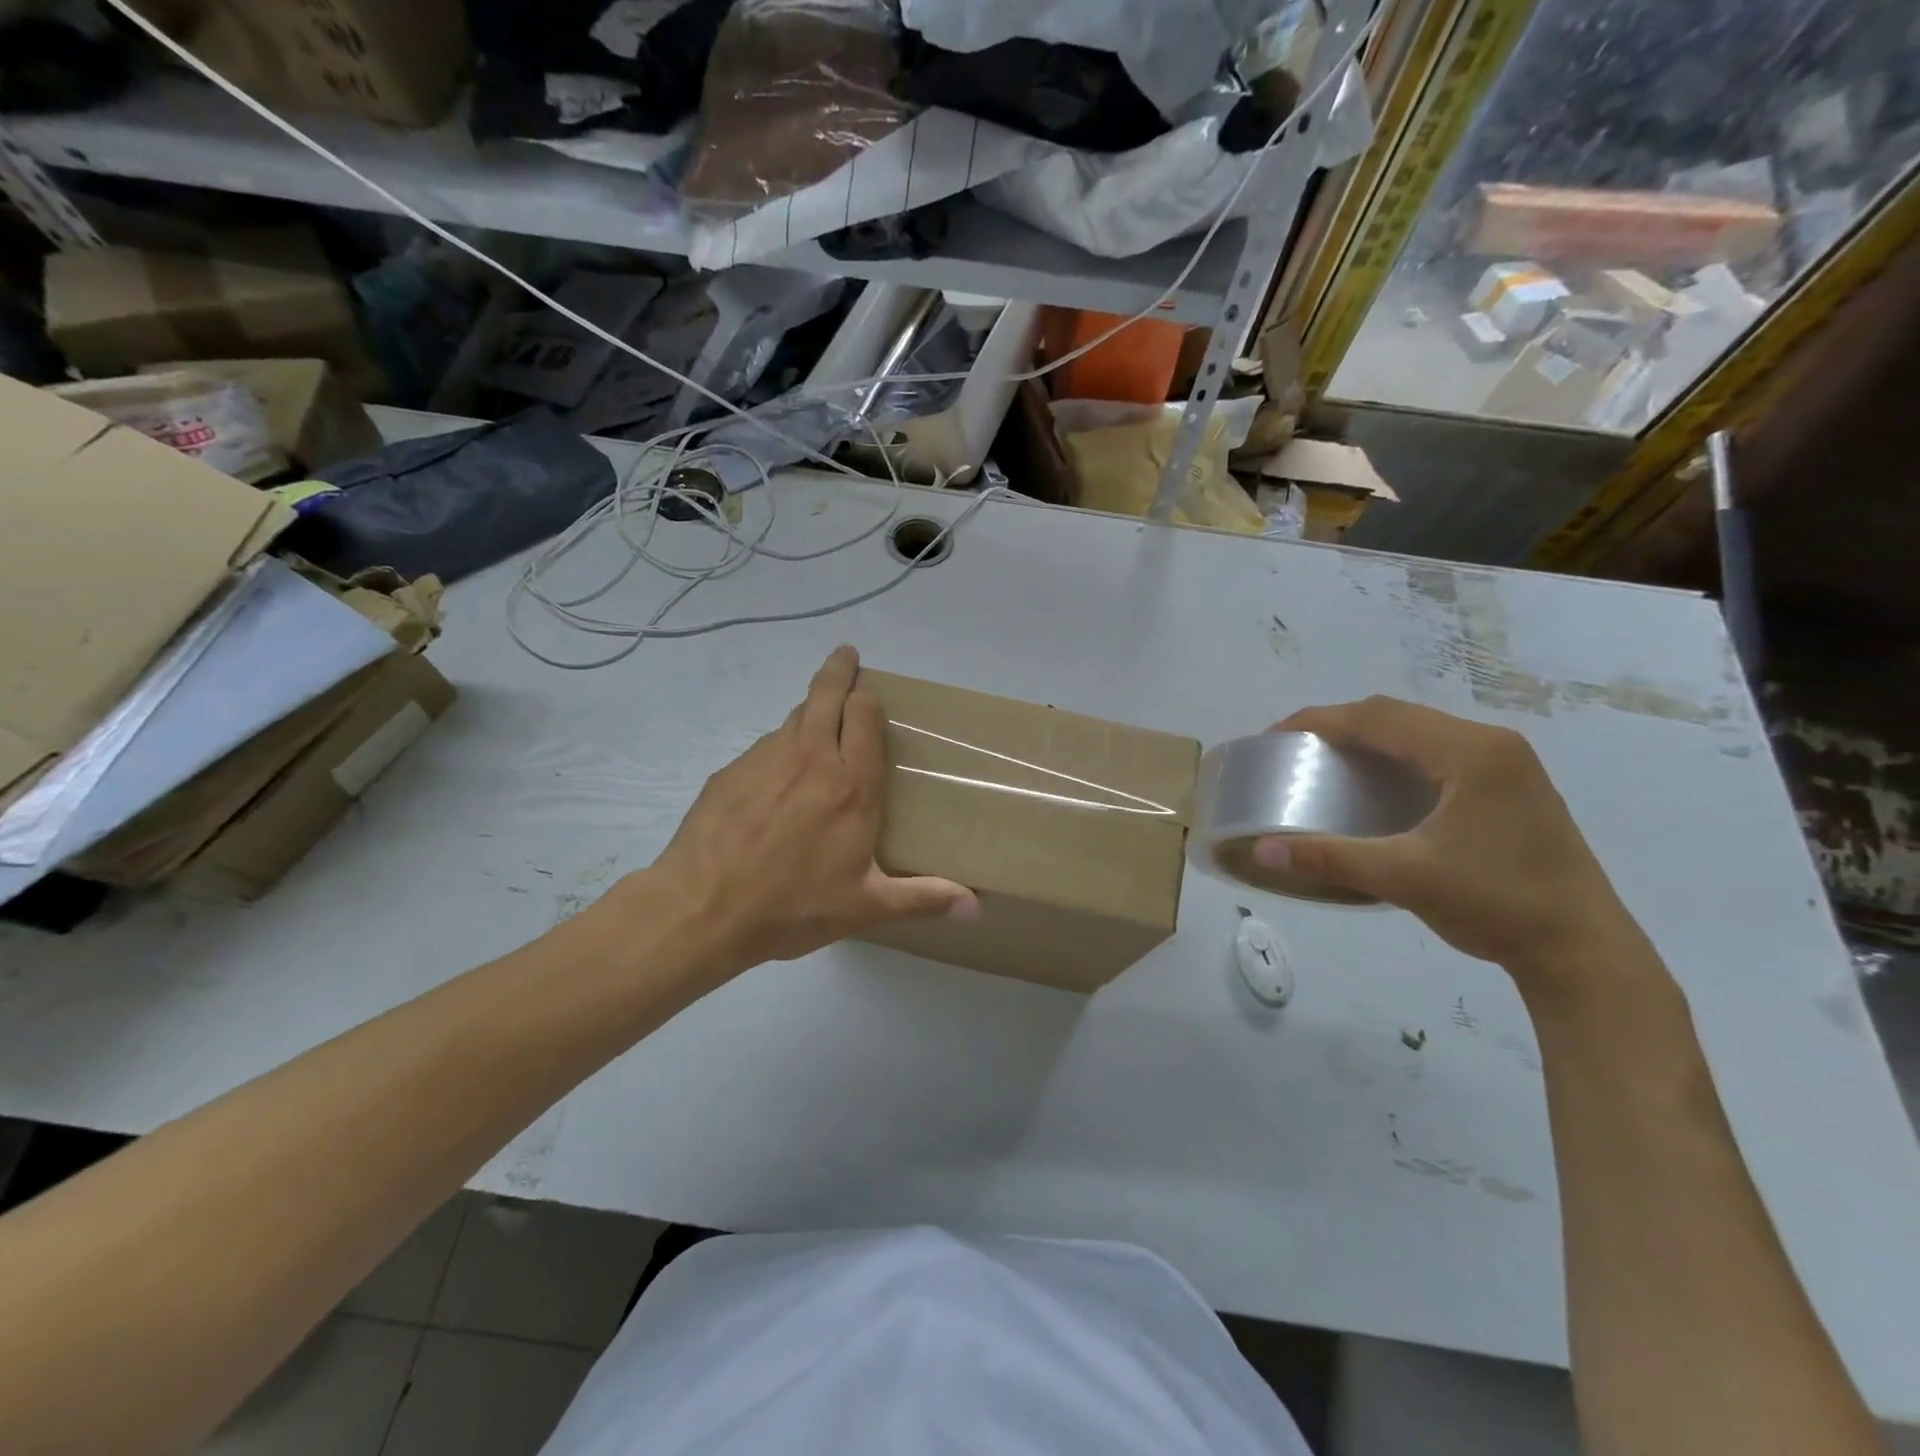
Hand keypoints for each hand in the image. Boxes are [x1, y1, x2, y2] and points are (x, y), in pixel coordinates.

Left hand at [644, 646, 976, 979]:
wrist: (703, 909)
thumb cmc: (793, 906)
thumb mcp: (865, 907)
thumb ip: (923, 898)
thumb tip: (975, 906)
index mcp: (852, 783)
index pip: (866, 715)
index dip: (869, 696)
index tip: (871, 689)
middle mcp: (811, 757)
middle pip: (827, 693)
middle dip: (839, 669)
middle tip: (846, 656)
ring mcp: (765, 759)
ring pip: (794, 717)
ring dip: (810, 711)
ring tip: (816, 724)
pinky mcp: (730, 771)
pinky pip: (764, 747)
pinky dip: (779, 748)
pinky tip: (775, 780)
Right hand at [1257, 698, 1643, 985]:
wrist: (1582, 950)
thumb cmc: (1496, 904)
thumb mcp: (1405, 878)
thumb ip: (1331, 857)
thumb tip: (1263, 849)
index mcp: (1469, 752)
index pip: (1378, 717)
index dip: (1320, 720)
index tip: (1275, 736)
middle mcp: (1491, 744)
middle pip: (1397, 715)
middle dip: (1339, 724)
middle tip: (1295, 749)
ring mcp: (1506, 763)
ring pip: (1419, 730)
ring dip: (1368, 737)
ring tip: (1326, 760)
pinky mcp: (1509, 786)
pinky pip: (1437, 750)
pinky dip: (1395, 755)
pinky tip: (1377, 783)